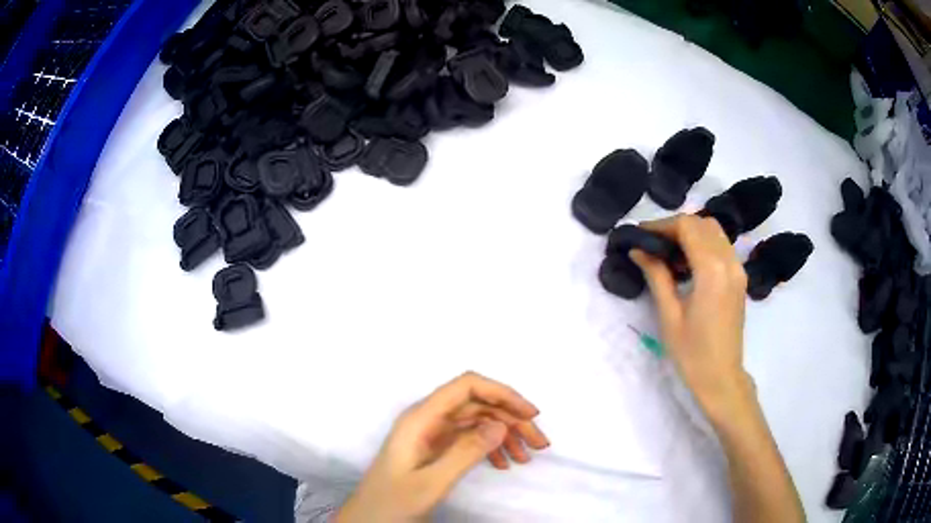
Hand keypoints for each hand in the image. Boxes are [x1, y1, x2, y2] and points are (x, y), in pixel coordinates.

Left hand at [336, 372, 548, 522]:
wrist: (369, 520)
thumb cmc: (393, 502)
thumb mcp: (431, 482)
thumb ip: (465, 452)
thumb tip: (502, 424)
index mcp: (421, 418)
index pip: (466, 386)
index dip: (501, 393)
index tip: (529, 415)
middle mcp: (427, 419)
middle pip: (476, 404)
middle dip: (511, 418)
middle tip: (540, 444)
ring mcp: (430, 434)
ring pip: (476, 421)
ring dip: (504, 435)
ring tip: (527, 457)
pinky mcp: (434, 449)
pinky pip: (469, 439)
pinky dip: (490, 447)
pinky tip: (504, 464)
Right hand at [629, 215, 751, 418]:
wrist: (721, 377)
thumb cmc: (692, 353)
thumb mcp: (669, 315)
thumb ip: (656, 275)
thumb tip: (638, 250)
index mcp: (712, 270)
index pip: (687, 226)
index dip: (662, 225)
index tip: (641, 235)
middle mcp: (729, 262)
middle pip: (702, 223)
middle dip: (675, 226)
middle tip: (653, 244)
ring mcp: (738, 268)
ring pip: (714, 231)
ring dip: (691, 233)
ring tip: (669, 253)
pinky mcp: (739, 277)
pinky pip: (722, 246)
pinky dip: (703, 244)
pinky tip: (688, 264)